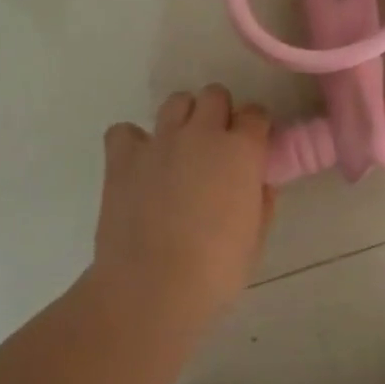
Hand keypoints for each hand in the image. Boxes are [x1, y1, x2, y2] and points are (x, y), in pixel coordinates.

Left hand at [95, 85, 274, 321]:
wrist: (150, 288)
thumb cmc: (216, 270)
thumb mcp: (256, 238)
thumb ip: (261, 201)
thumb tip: (258, 184)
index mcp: (242, 150)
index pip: (256, 114)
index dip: (256, 129)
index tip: (253, 148)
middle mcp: (202, 133)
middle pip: (215, 95)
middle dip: (220, 113)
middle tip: (217, 147)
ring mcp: (160, 141)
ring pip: (176, 101)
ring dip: (183, 118)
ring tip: (181, 149)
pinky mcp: (123, 157)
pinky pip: (125, 131)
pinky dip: (133, 142)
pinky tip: (140, 164)